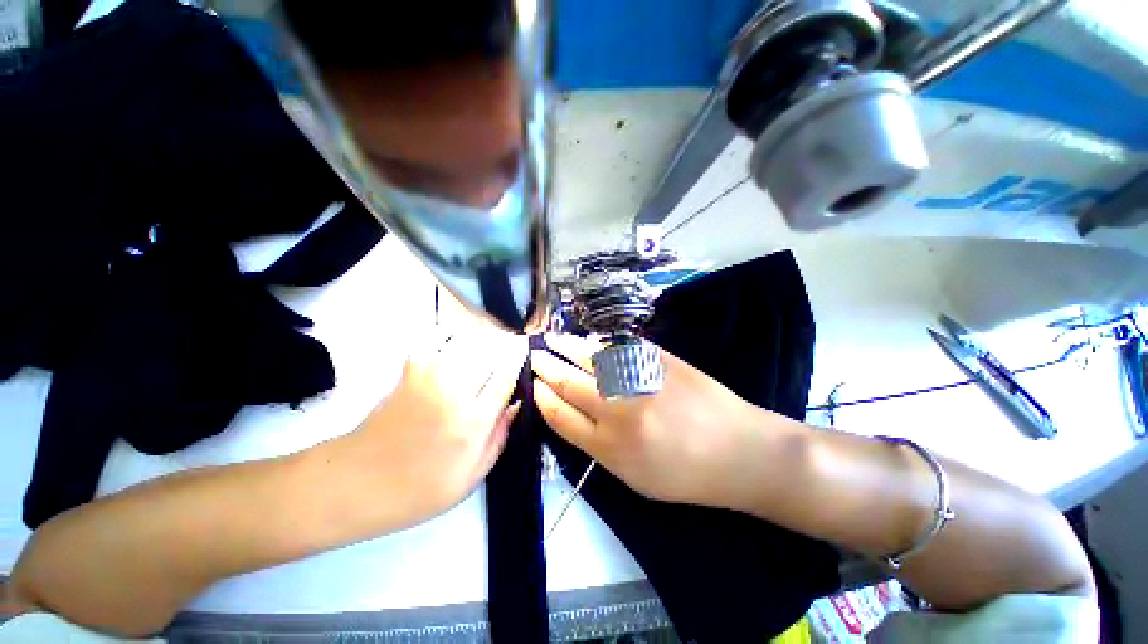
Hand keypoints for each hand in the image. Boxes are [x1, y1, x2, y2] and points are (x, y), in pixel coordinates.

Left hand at [351, 322, 526, 527]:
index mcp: (473, 422)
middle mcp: (455, 392)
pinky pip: (438, 340)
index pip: (506, 377)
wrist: (354, 483)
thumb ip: (499, 438)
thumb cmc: (417, 491)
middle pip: (490, 352)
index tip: (525, 351)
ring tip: (488, 342)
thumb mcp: (470, 479)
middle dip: (504, 344)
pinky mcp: (410, 371)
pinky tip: (458, 341)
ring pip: (467, 341)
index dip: (518, 360)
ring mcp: (430, 377)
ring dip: (482, 337)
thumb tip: (516, 404)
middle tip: (511, 345)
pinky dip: (452, 335)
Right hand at [531, 333, 798, 510]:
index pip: (560, 416)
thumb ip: (598, 445)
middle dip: (546, 367)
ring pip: (589, 358)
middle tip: (533, 356)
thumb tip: (573, 412)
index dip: (542, 397)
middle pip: (568, 382)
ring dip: (565, 346)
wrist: (740, 451)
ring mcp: (638, 379)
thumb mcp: (634, 477)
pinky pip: (617, 346)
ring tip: (551, 339)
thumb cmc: (686, 474)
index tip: (534, 385)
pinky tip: (587, 340)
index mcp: (609, 447)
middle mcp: (617, 410)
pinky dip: (597, 342)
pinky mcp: (658, 359)